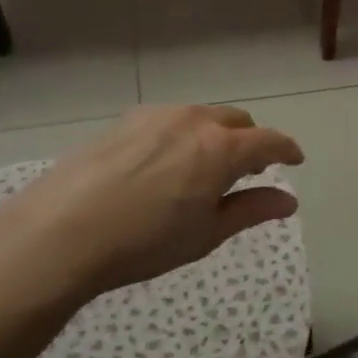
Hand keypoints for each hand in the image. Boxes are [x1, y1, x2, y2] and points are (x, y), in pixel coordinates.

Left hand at [0, 105, 303, 301]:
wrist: (62, 230)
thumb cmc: (144, 241)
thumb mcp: (206, 233)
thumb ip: (251, 210)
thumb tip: (289, 200)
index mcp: (221, 148)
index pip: (269, 140)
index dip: (287, 149)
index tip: (295, 159)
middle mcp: (194, 120)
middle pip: (237, 121)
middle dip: (250, 141)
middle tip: (248, 171)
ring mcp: (158, 115)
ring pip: (202, 116)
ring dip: (215, 135)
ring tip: (204, 167)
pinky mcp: (126, 120)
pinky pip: (170, 119)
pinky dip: (183, 134)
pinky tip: (164, 163)